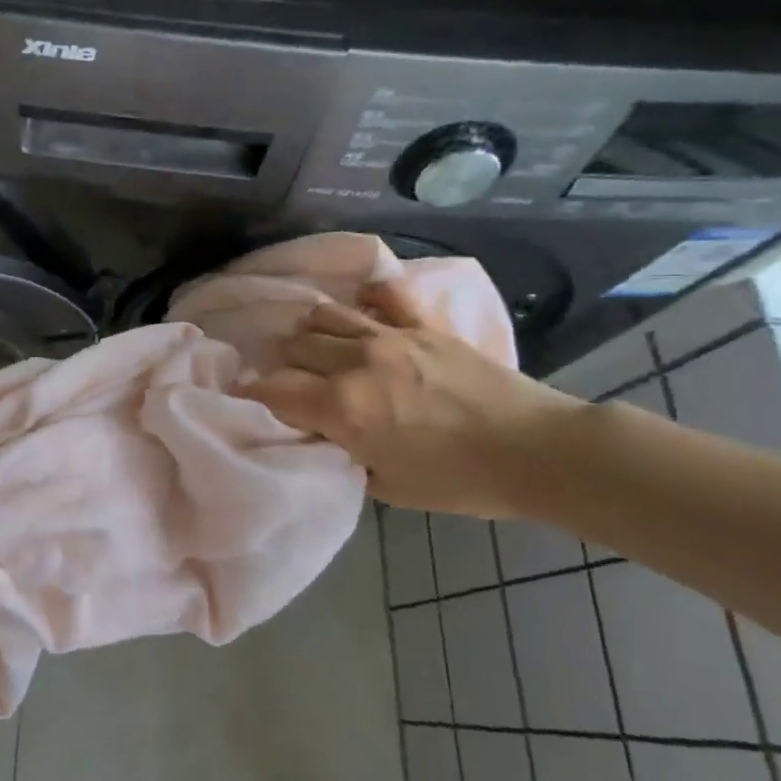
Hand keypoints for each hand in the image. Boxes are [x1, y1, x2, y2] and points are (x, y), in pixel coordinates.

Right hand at [240, 281, 586, 517]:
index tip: (244, 397)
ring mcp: (390, 336)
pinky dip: (365, 296)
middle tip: (287, 380)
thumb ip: (344, 452)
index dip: (251, 393)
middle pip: (294, 347)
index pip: (273, 390)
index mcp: (342, 408)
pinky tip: (360, 306)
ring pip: (325, 315)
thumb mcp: (387, 486)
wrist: (535, 451)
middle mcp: (355, 363)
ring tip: (314, 347)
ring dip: (310, 332)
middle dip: (281, 364)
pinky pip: (383, 295)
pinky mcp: (422, 325)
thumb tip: (323, 432)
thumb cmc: (460, 481)